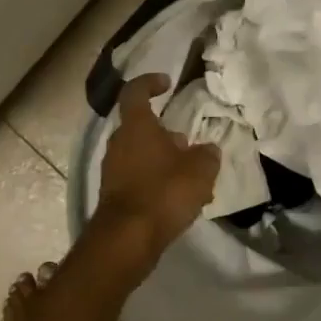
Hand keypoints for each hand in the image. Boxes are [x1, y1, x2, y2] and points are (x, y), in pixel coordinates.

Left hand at [94, 73, 218, 259]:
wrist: (127, 238)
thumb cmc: (164, 192)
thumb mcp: (200, 170)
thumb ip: (207, 155)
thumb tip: (208, 150)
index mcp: (136, 126)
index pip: (135, 92)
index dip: (150, 82)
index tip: (167, 83)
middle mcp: (119, 143)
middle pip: (141, 127)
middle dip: (166, 133)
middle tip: (189, 145)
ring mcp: (113, 170)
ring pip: (141, 155)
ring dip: (164, 160)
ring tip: (192, 178)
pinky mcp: (114, 195)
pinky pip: (138, 178)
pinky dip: (157, 181)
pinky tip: (179, 200)